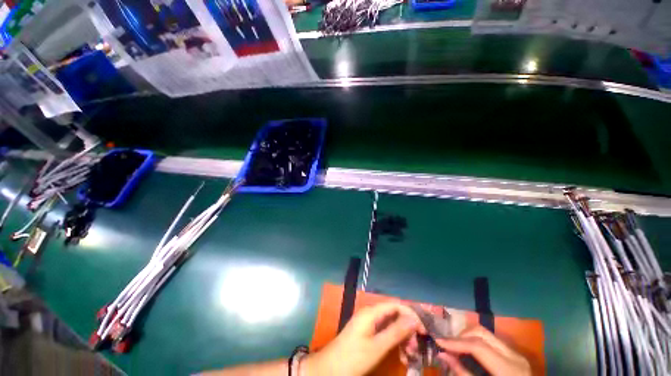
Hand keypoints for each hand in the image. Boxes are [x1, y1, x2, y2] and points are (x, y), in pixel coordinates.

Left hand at [303, 303, 424, 375]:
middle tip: (416, 348)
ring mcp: (368, 323)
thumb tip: (414, 320)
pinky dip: (394, 341)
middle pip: (394, 314)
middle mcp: (370, 313)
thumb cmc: (353, 357)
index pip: (396, 305)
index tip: (423, 331)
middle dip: (407, 328)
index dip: (411, 315)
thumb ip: (396, 332)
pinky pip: (384, 332)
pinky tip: (400, 354)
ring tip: (409, 354)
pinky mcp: (367, 332)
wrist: (329, 368)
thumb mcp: (377, 347)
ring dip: (402, 337)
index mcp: (371, 312)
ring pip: (390, 324)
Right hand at [435, 325, 531, 375]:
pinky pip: (491, 341)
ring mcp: (516, 353)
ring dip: (467, 337)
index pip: (478, 346)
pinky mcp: (514, 354)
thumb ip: (463, 372)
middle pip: (481, 332)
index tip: (438, 341)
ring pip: (485, 333)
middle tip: (447, 344)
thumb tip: (442, 354)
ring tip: (456, 347)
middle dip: (461, 336)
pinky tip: (469, 351)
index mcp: (508, 368)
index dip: (456, 342)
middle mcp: (514, 355)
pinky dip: (476, 341)